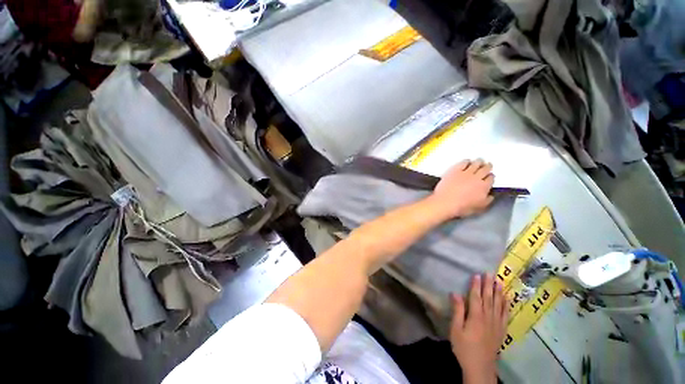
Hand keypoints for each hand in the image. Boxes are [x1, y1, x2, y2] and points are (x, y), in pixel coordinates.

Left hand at [430, 159, 494, 219]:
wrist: (445, 202)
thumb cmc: (461, 207)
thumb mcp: (479, 208)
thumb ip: (487, 200)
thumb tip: (490, 196)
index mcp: (484, 187)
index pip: (491, 178)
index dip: (490, 176)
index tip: (489, 176)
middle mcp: (476, 178)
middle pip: (485, 169)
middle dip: (487, 166)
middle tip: (487, 165)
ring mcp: (465, 173)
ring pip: (475, 164)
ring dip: (479, 162)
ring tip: (479, 161)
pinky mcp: (455, 171)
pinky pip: (463, 163)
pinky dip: (466, 161)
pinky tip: (467, 161)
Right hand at [450, 274, 508, 383]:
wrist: (480, 367)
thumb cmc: (464, 348)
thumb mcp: (456, 330)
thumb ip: (457, 311)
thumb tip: (455, 293)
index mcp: (476, 317)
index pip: (476, 297)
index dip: (476, 285)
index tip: (477, 274)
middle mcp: (488, 318)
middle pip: (489, 298)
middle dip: (489, 285)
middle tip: (490, 273)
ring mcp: (497, 324)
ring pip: (498, 304)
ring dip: (498, 292)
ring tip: (499, 281)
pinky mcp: (501, 331)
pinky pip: (506, 315)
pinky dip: (507, 305)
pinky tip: (507, 299)